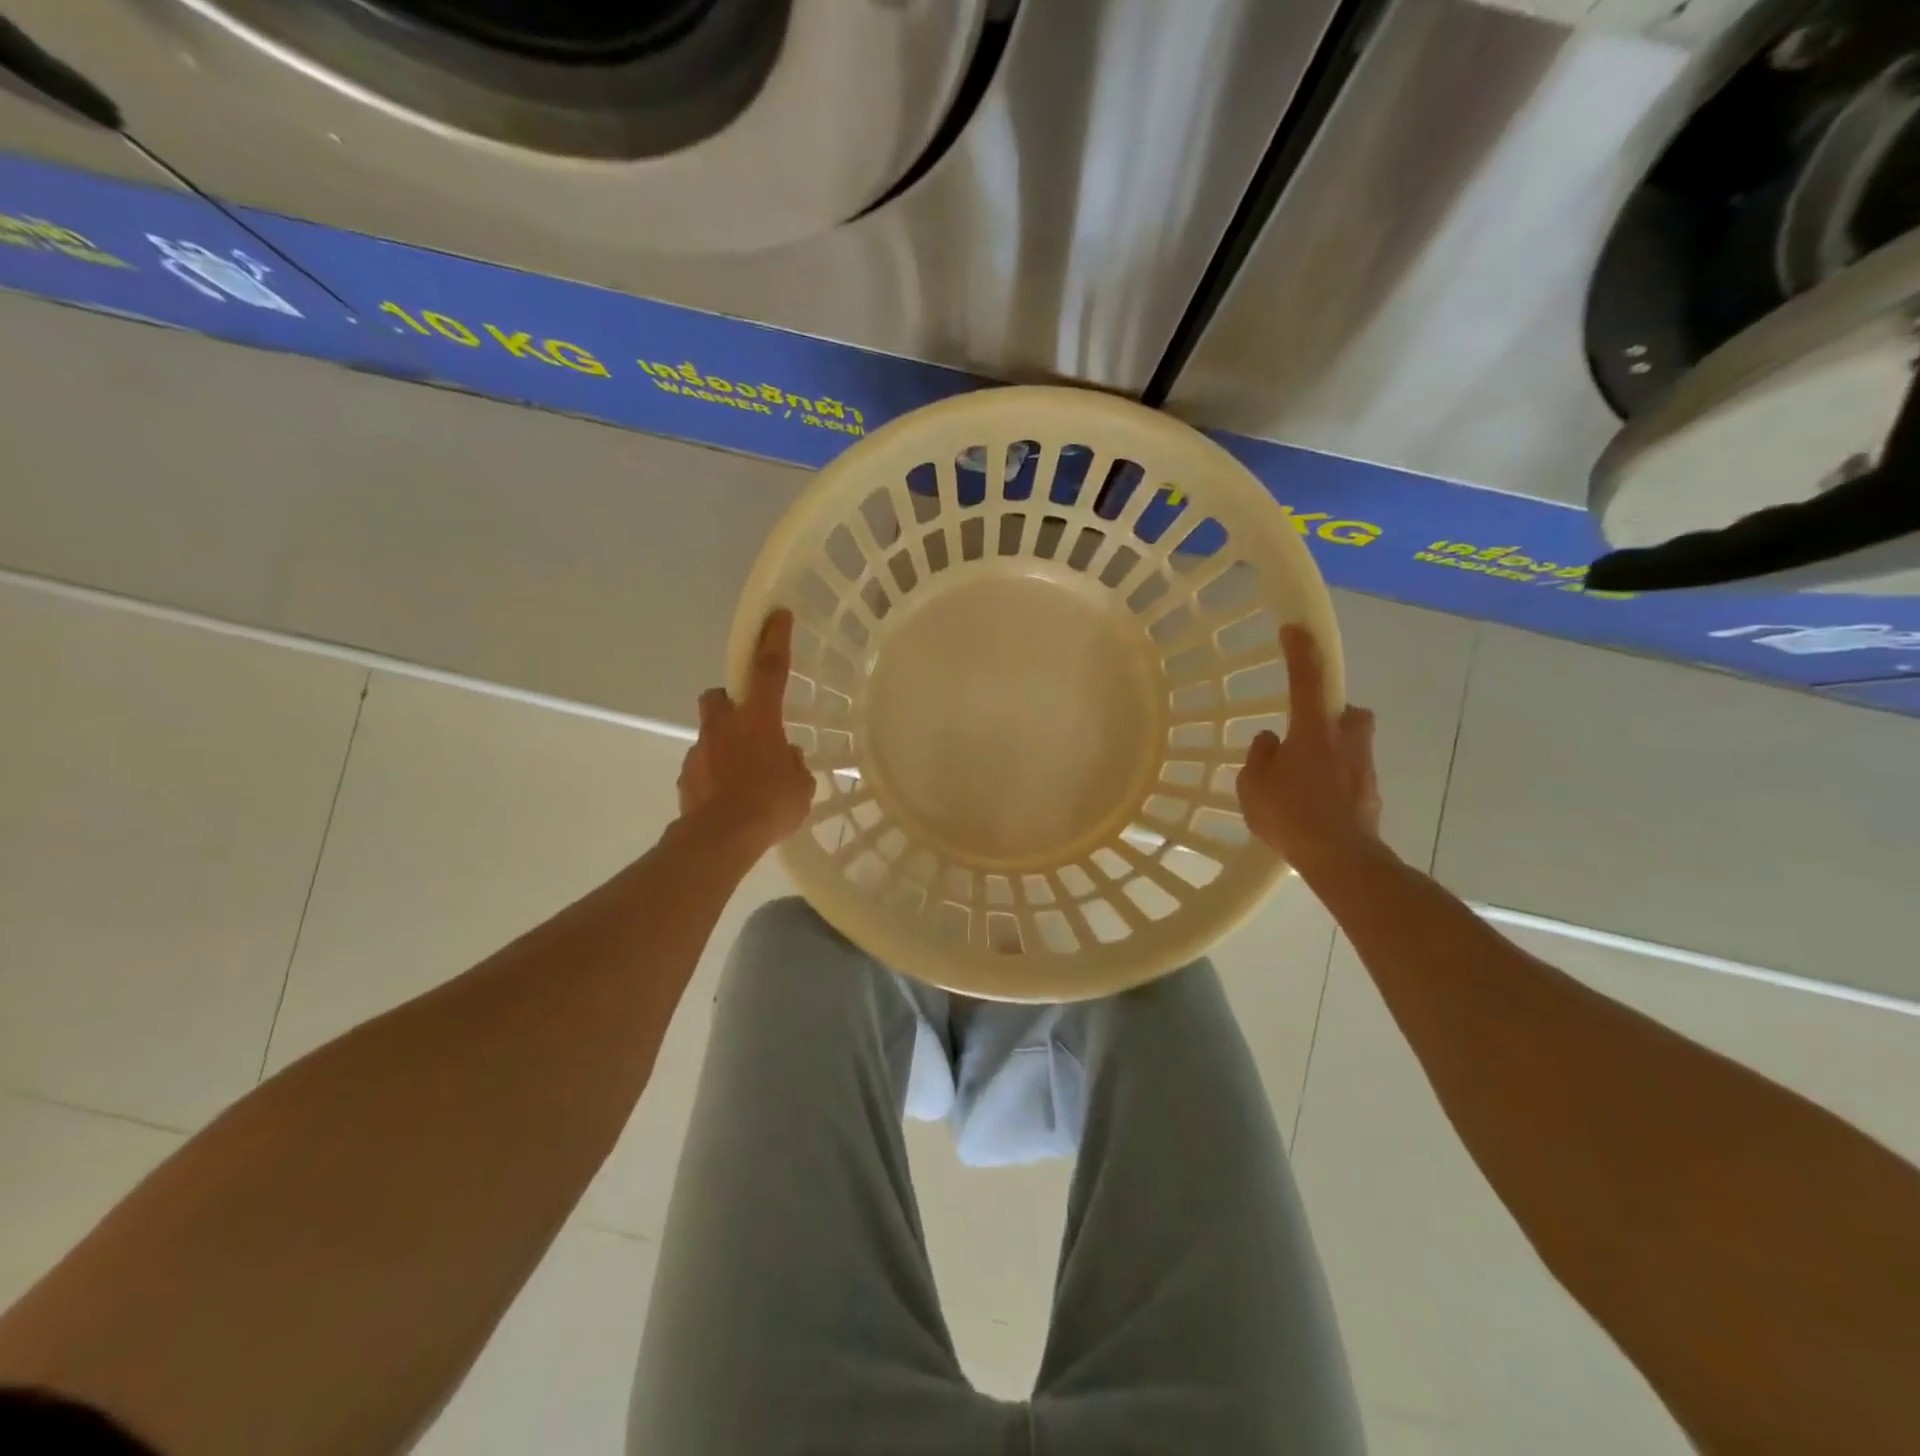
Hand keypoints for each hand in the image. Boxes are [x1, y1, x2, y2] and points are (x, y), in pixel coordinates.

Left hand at [677, 609, 814, 856]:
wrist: (721, 838)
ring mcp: (700, 750)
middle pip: (718, 695)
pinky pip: (703, 766)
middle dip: (730, 701)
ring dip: (724, 744)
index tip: (777, 615)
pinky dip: (714, 774)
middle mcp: (724, 726)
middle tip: (748, 722)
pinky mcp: (686, 777)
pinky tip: (728, 797)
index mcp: (758, 719)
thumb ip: (792, 764)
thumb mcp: (801, 785)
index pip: (770, 669)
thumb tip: (785, 758)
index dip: (775, 639)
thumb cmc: (770, 804)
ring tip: (743, 775)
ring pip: (709, 733)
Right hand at [1236, 624, 1382, 870]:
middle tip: (1306, 732)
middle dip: (1331, 714)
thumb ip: (1260, 756)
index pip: (1307, 678)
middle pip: (1346, 711)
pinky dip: (1336, 779)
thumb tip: (1272, 741)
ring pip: (1352, 743)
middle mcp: (1345, 739)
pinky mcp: (1371, 792)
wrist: (1341, 859)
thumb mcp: (1253, 785)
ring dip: (1333, 749)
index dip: (1300, 651)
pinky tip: (1315, 803)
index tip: (1294, 629)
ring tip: (1305, 776)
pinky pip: (1351, 773)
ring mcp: (1364, 766)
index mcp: (1313, 730)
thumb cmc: (1291, 815)